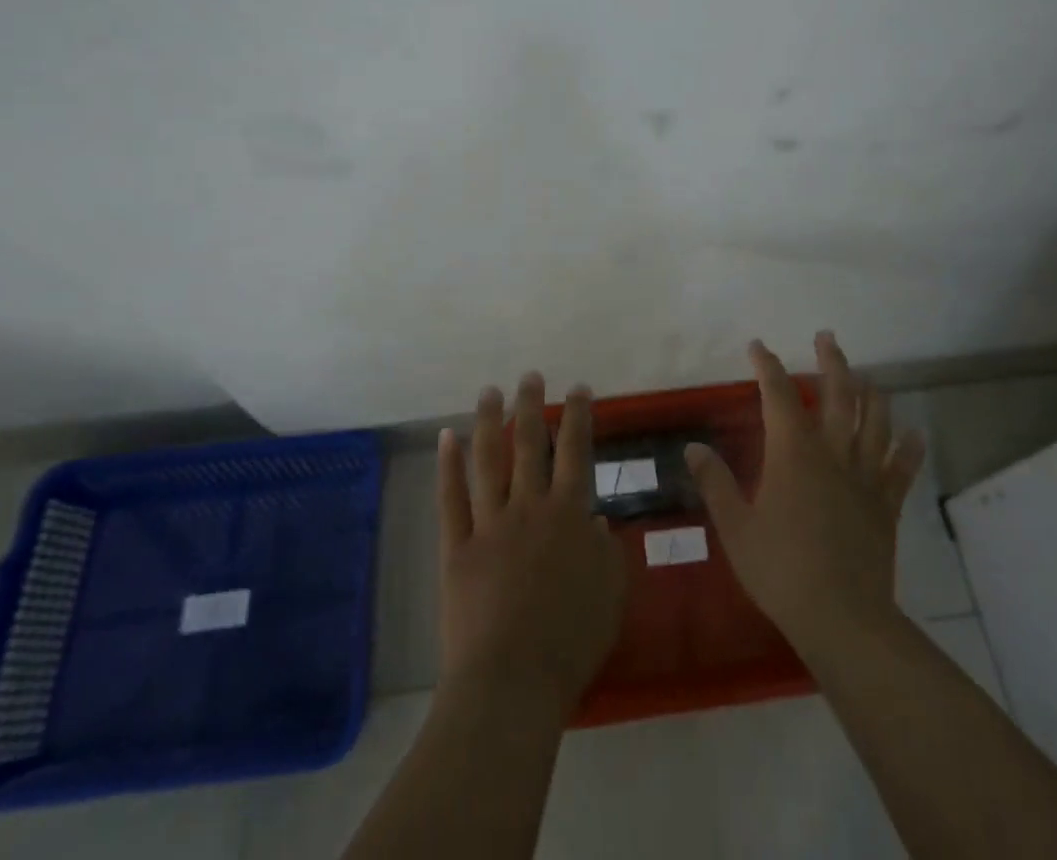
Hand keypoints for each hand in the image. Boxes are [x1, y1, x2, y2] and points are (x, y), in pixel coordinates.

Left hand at [436, 373, 627, 717]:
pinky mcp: (457, 546)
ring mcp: (489, 524)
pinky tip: (447, 437)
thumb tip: (593, 520)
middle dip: (532, 405)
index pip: (576, 451)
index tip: (579, 388)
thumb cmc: (571, 641)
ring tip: (490, 391)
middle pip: (529, 443)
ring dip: (489, 421)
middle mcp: (529, 506)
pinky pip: (450, 498)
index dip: (578, 415)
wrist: (511, 681)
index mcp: (569, 514)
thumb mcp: (610, 594)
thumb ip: (607, 551)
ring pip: (488, 459)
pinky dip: (448, 465)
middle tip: (530, 375)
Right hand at [686, 332, 926, 658]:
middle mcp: (832, 454)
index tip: (758, 347)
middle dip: (832, 362)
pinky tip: (915, 434)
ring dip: (871, 393)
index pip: (779, 395)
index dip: (768, 367)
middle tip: (827, 337)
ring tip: (866, 376)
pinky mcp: (886, 505)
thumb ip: (714, 483)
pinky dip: (910, 449)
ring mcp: (864, 478)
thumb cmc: (781, 569)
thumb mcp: (735, 527)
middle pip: (838, 395)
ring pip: (874, 422)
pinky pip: (902, 469)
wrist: (842, 618)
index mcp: (793, 453)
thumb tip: (693, 447)